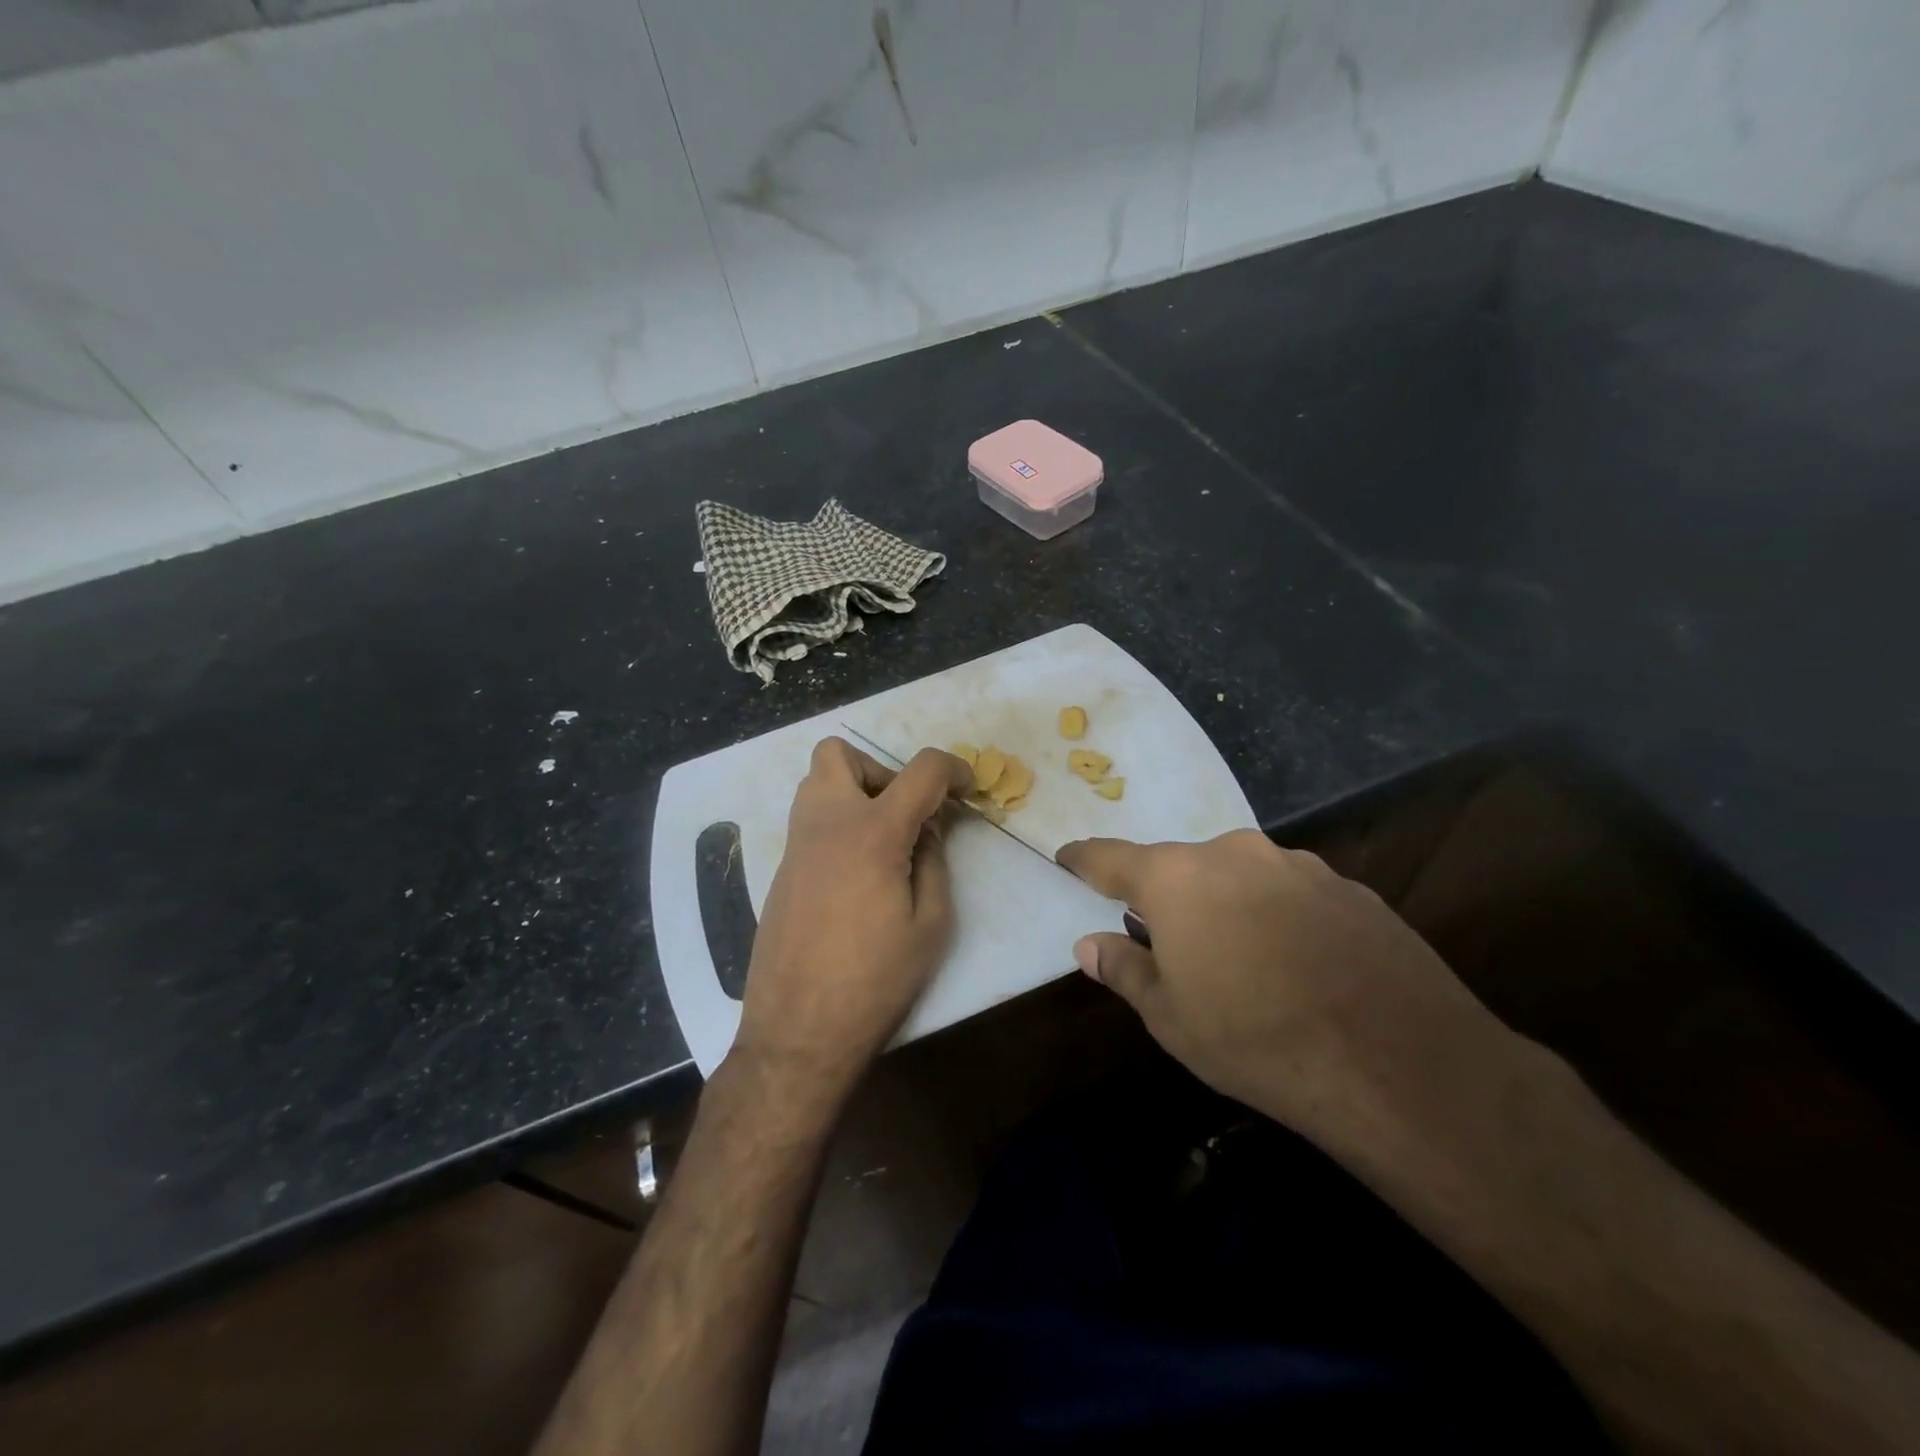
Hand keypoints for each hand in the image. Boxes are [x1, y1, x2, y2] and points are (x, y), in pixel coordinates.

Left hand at [732, 738, 971, 1110]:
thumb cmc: (875, 980)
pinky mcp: (780, 870)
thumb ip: (934, 862)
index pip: (920, 770)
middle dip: (880, 770)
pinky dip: (836, 826)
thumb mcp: (930, 924)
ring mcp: (795, 846)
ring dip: (853, 793)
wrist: (798, 1031)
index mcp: (873, 834)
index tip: (967, 789)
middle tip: (903, 813)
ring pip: (815, 782)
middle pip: (839, 753)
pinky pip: (808, 822)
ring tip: (881, 841)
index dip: (954, 769)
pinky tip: (855, 875)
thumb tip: (927, 829)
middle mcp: (826, 824)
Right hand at [1058, 830, 1512, 1137]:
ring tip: (1241, 958)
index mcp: (1178, 878)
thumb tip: (1088, 945)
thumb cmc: (1255, 1038)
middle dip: (1168, 896)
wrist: (1397, 1063)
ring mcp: (1297, 866)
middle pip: (1183, 866)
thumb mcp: (1171, 1017)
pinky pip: (1291, 894)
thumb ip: (1124, 970)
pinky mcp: (1349, 888)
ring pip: (1241, 877)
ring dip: (1228, 905)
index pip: (1112, 858)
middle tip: (1167, 938)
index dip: (1085, 859)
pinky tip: (1298, 964)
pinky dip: (1278, 917)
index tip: (1067, 856)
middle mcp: (1234, 854)